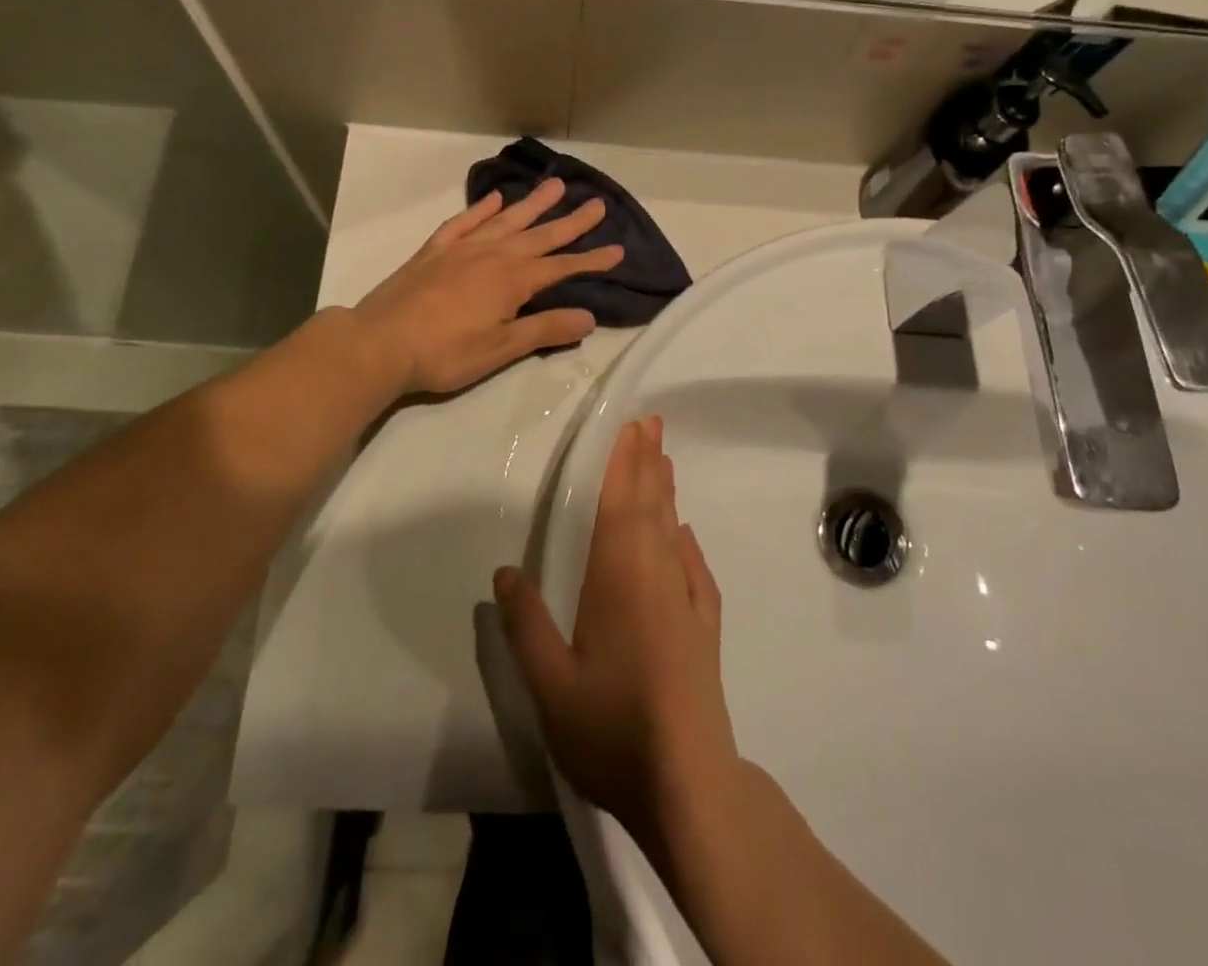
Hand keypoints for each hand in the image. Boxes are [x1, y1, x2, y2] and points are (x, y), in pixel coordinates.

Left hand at [352, 177, 621, 395]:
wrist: (381, 342)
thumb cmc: (446, 352)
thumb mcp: (501, 349)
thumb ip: (545, 329)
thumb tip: (588, 317)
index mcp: (513, 280)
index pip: (562, 267)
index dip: (591, 260)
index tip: (617, 249)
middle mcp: (493, 254)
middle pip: (540, 235)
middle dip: (571, 222)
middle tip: (597, 203)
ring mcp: (462, 248)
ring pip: (506, 220)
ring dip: (532, 204)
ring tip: (555, 186)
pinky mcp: (434, 250)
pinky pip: (464, 222)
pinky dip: (481, 208)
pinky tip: (494, 198)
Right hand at [494, 417, 737, 840]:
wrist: (689, 784)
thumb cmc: (612, 730)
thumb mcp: (551, 685)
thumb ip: (525, 625)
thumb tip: (504, 570)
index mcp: (618, 581)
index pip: (620, 507)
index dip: (624, 465)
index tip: (631, 427)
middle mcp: (655, 578)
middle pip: (651, 508)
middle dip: (648, 463)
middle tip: (653, 424)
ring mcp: (685, 603)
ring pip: (674, 532)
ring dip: (667, 494)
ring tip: (664, 461)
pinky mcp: (704, 631)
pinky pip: (696, 571)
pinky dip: (688, 545)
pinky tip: (686, 537)